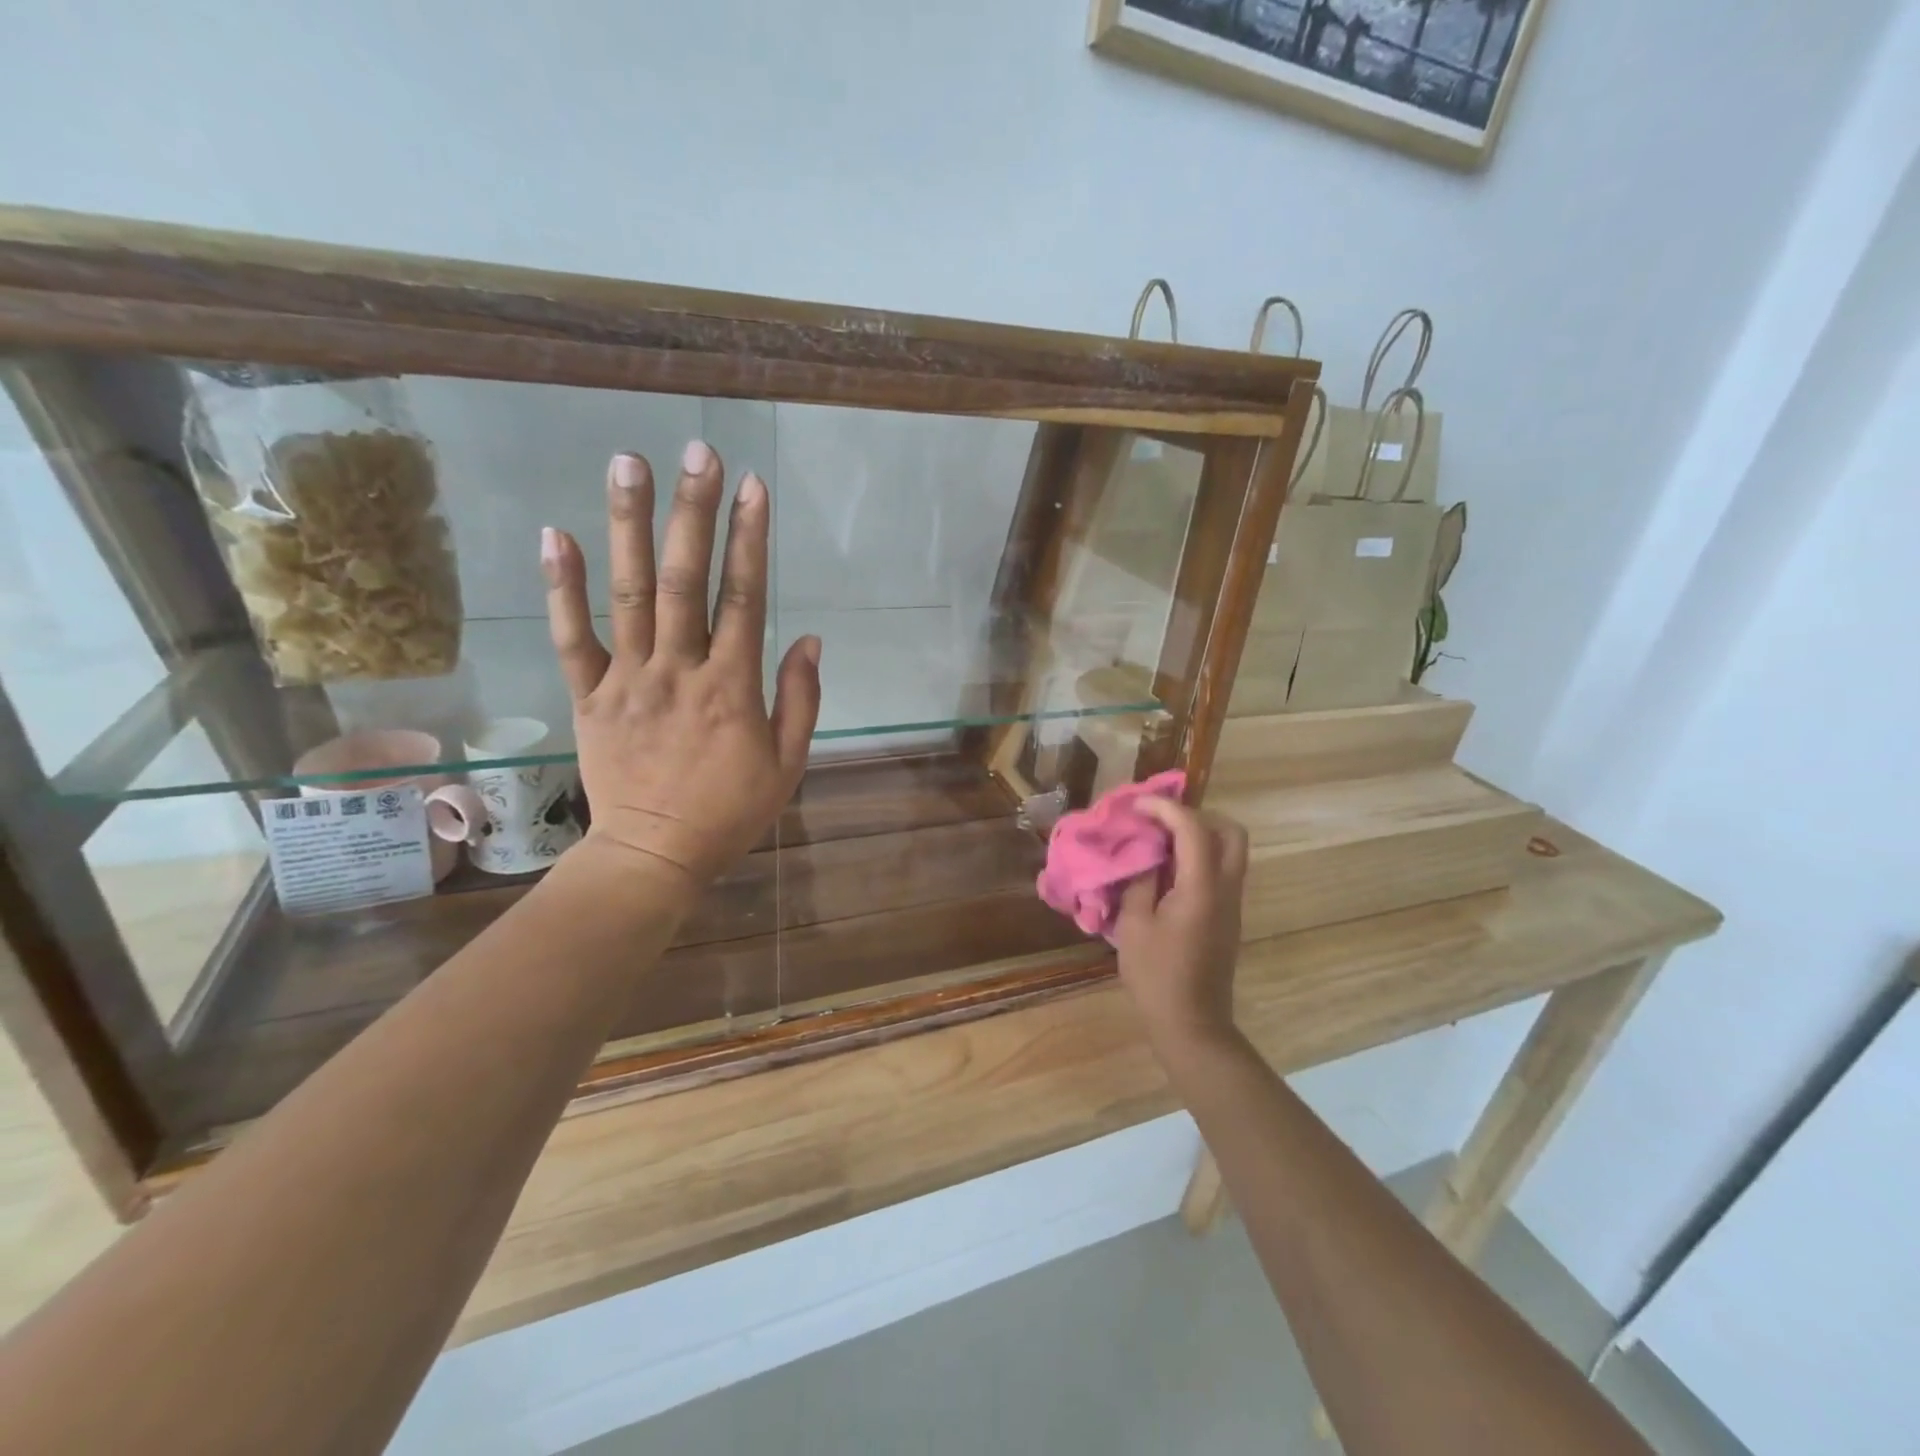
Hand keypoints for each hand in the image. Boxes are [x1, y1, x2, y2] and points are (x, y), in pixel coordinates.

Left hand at [540, 442, 820, 892]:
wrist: (655, 856)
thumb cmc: (730, 812)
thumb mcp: (788, 764)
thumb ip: (801, 699)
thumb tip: (810, 638)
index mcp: (732, 687)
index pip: (744, 597)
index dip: (750, 538)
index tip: (753, 485)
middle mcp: (679, 670)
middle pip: (685, 579)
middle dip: (693, 511)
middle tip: (696, 450)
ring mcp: (628, 680)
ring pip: (628, 593)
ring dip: (629, 525)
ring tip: (629, 463)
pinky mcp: (589, 696)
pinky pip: (571, 637)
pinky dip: (562, 586)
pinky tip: (557, 533)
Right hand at [1112, 798, 1248, 1051]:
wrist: (1191, 1023)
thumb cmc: (1156, 976)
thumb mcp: (1134, 924)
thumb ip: (1141, 881)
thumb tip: (1146, 856)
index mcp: (1202, 888)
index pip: (1193, 829)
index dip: (1165, 808)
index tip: (1137, 806)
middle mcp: (1226, 889)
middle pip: (1231, 832)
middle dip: (1197, 816)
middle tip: (1161, 821)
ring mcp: (1232, 903)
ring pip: (1230, 851)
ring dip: (1200, 836)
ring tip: (1160, 842)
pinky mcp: (1228, 917)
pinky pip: (1222, 870)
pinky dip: (1199, 856)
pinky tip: (1168, 870)